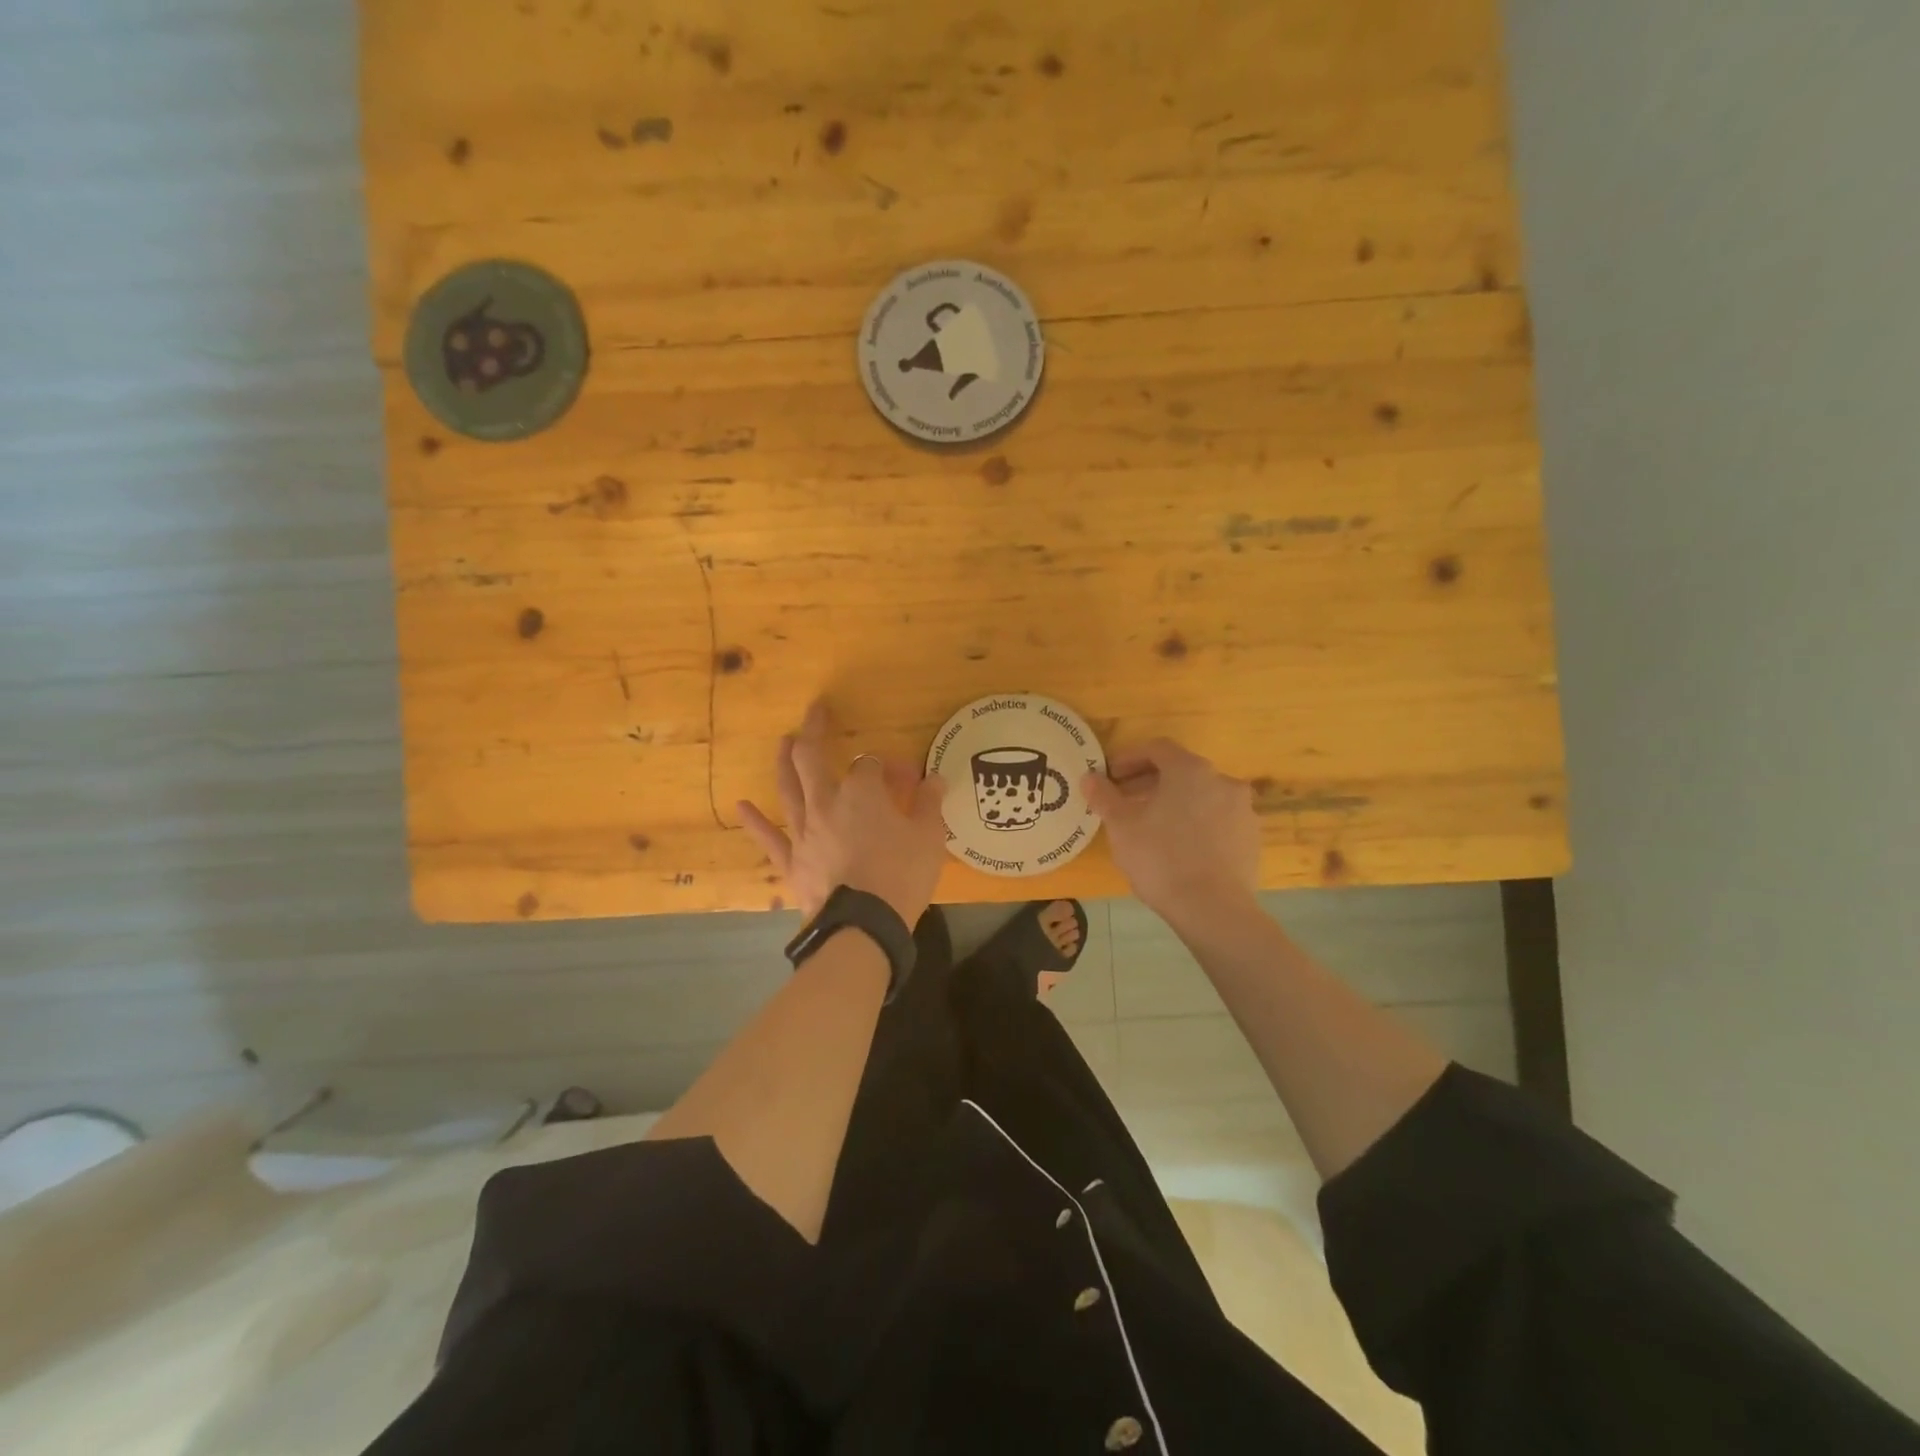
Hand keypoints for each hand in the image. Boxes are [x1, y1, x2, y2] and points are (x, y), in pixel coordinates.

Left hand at [739, 702, 947, 923]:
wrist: (864, 926)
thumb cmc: (901, 876)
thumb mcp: (930, 838)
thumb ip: (930, 804)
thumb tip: (935, 779)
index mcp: (861, 793)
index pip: (870, 764)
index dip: (888, 765)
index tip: (907, 776)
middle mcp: (826, 803)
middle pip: (812, 759)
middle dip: (814, 732)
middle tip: (815, 712)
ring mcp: (804, 832)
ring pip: (788, 789)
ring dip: (784, 762)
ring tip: (783, 742)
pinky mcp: (792, 861)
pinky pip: (770, 838)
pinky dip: (755, 822)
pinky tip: (741, 805)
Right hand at [1083, 739, 1259, 923]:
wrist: (1213, 909)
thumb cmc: (1161, 858)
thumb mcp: (1121, 826)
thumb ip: (1104, 796)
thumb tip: (1089, 777)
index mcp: (1190, 770)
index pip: (1157, 749)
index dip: (1129, 758)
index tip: (1110, 776)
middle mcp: (1222, 781)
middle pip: (1181, 772)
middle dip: (1150, 782)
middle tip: (1125, 802)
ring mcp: (1242, 811)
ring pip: (1201, 797)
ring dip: (1175, 804)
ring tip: (1151, 827)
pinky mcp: (1251, 839)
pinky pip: (1217, 822)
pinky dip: (1196, 825)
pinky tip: (1179, 848)